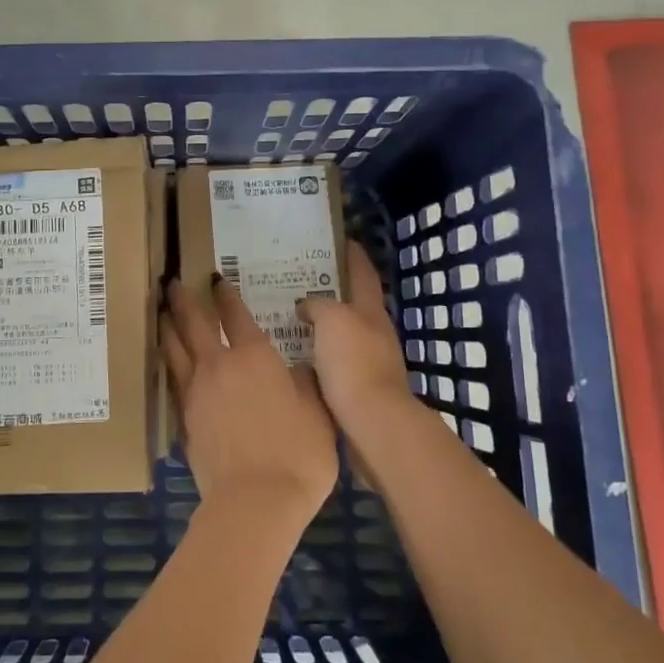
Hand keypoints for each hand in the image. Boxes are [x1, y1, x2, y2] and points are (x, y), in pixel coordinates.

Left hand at [161, 275, 337, 526]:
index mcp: (254, 356)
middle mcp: (218, 365)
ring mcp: (196, 392)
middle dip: (182, 300)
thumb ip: (306, 384)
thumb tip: (301, 367)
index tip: (215, 278)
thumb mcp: (318, 413)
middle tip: (171, 282)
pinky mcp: (184, 419)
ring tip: (161, 312)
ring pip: (174, 349)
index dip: (225, 294)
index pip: (235, 314)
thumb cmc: (297, 454)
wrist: (255, 502)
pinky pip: (173, 380)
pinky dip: (168, 364)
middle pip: (193, 323)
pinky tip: (167, 363)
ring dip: (167, 327)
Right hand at [296, 241, 419, 441]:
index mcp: (371, 310)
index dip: (352, 254)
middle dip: (331, 290)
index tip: (338, 238)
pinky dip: (316, 354)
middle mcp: (374, 332)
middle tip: (298, 279)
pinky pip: (332, 362)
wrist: (372, 424)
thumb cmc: (354, 363)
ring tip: (289, 317)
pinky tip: (295, 356)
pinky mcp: (357, 389)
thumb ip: (318, 305)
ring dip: (321, 325)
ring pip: (341, 333)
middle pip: (353, 303)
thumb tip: (307, 305)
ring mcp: (369, 361)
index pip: (362, 272)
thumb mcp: (332, 320)